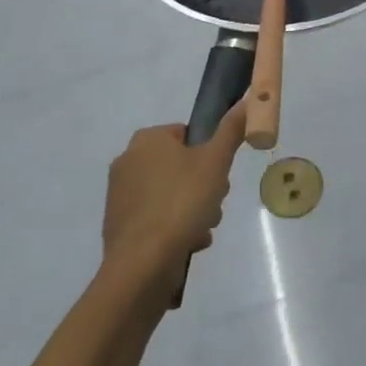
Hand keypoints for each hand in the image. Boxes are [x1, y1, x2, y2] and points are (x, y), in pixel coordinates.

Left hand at [102, 101, 246, 297]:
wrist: (142, 266)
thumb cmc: (181, 203)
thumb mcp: (215, 162)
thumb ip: (231, 130)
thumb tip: (247, 99)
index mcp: (147, 139)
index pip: (187, 135)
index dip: (209, 155)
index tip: (220, 176)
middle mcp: (127, 161)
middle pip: (180, 166)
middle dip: (203, 187)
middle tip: (214, 205)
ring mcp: (120, 195)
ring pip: (171, 194)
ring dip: (192, 210)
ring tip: (201, 230)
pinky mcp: (118, 225)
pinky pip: (156, 218)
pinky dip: (173, 228)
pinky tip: (187, 244)